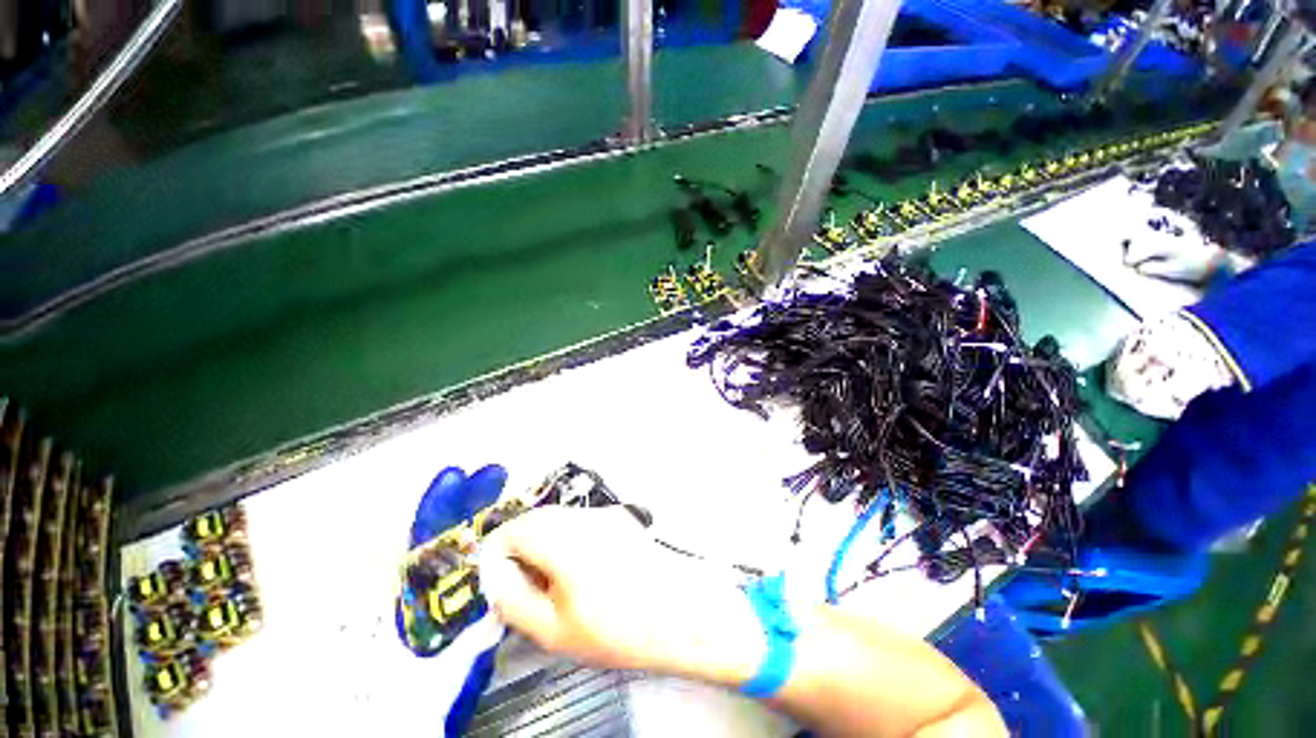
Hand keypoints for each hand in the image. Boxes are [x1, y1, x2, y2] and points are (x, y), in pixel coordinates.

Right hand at [478, 506, 762, 680]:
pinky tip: (582, 573)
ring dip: (544, 546)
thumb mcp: (553, 628)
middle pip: (535, 521)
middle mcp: (583, 516)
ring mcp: (605, 514)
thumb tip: (497, 575)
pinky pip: (581, 524)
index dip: (496, 557)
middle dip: (519, 551)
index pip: (511, 530)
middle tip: (524, 590)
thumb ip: (514, 598)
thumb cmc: (617, 627)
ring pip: (558, 520)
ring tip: (553, 586)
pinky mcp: (620, 520)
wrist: (681, 613)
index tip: (498, 585)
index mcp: (563, 537)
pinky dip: (568, 542)